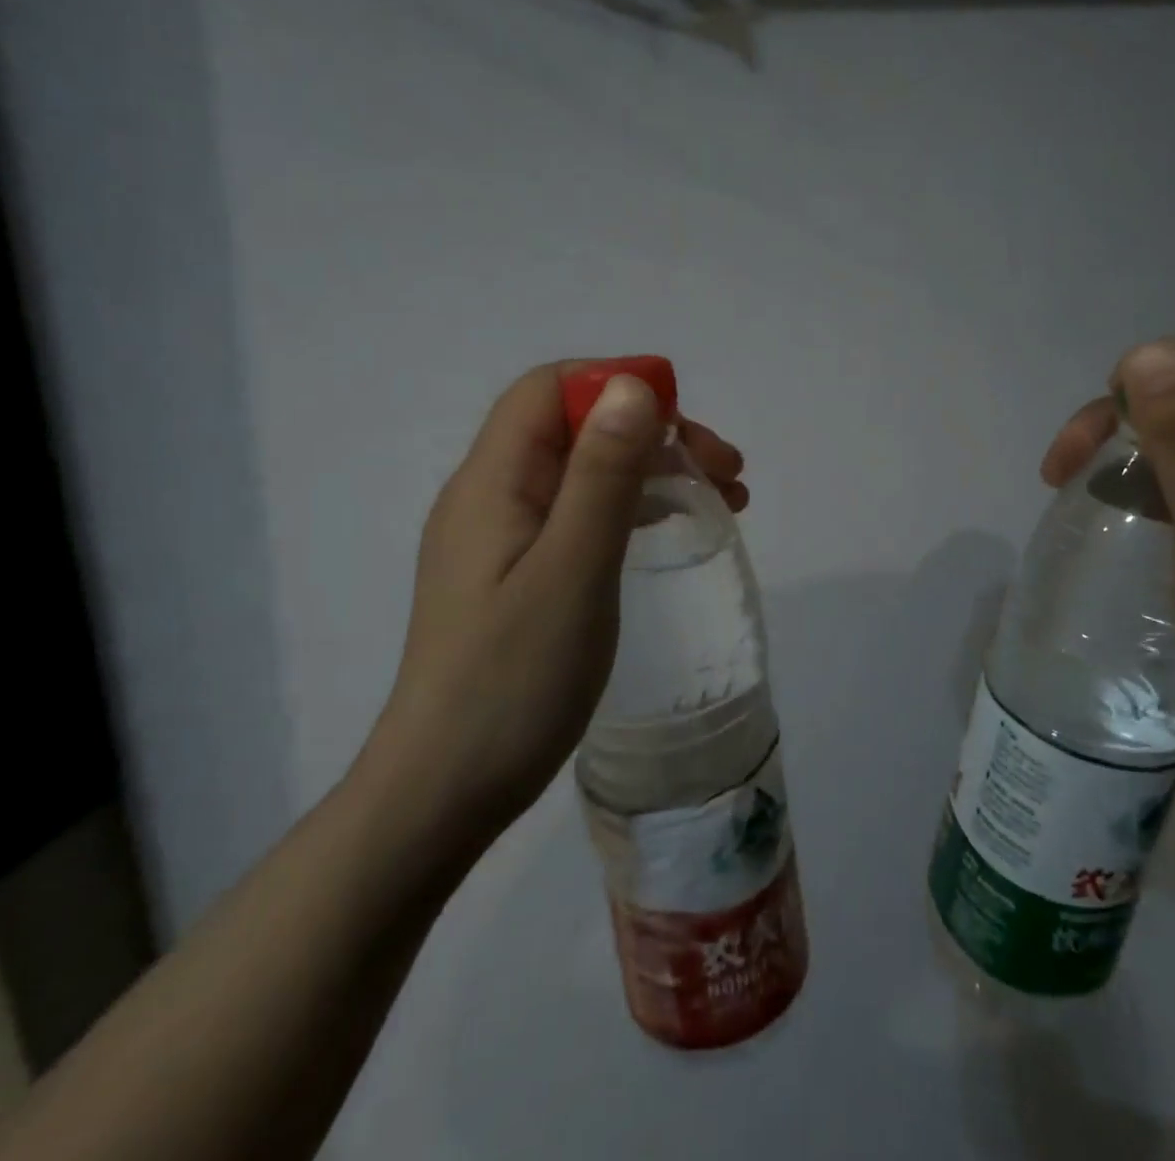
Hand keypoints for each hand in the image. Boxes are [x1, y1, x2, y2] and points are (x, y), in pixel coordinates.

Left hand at [364, 362, 747, 860]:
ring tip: (724, 499)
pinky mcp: (516, 575)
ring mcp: (501, 538)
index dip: (620, 384)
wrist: (445, 791)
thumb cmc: (513, 680)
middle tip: (728, 471)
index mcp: (493, 481)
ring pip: (583, 472)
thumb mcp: (573, 569)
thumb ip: (602, 475)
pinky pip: (580, 515)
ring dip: (652, 470)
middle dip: (654, 433)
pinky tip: (670, 532)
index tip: (688, 421)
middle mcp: (491, 496)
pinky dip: (632, 509)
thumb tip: (632, 386)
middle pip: (575, 428)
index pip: (552, 390)